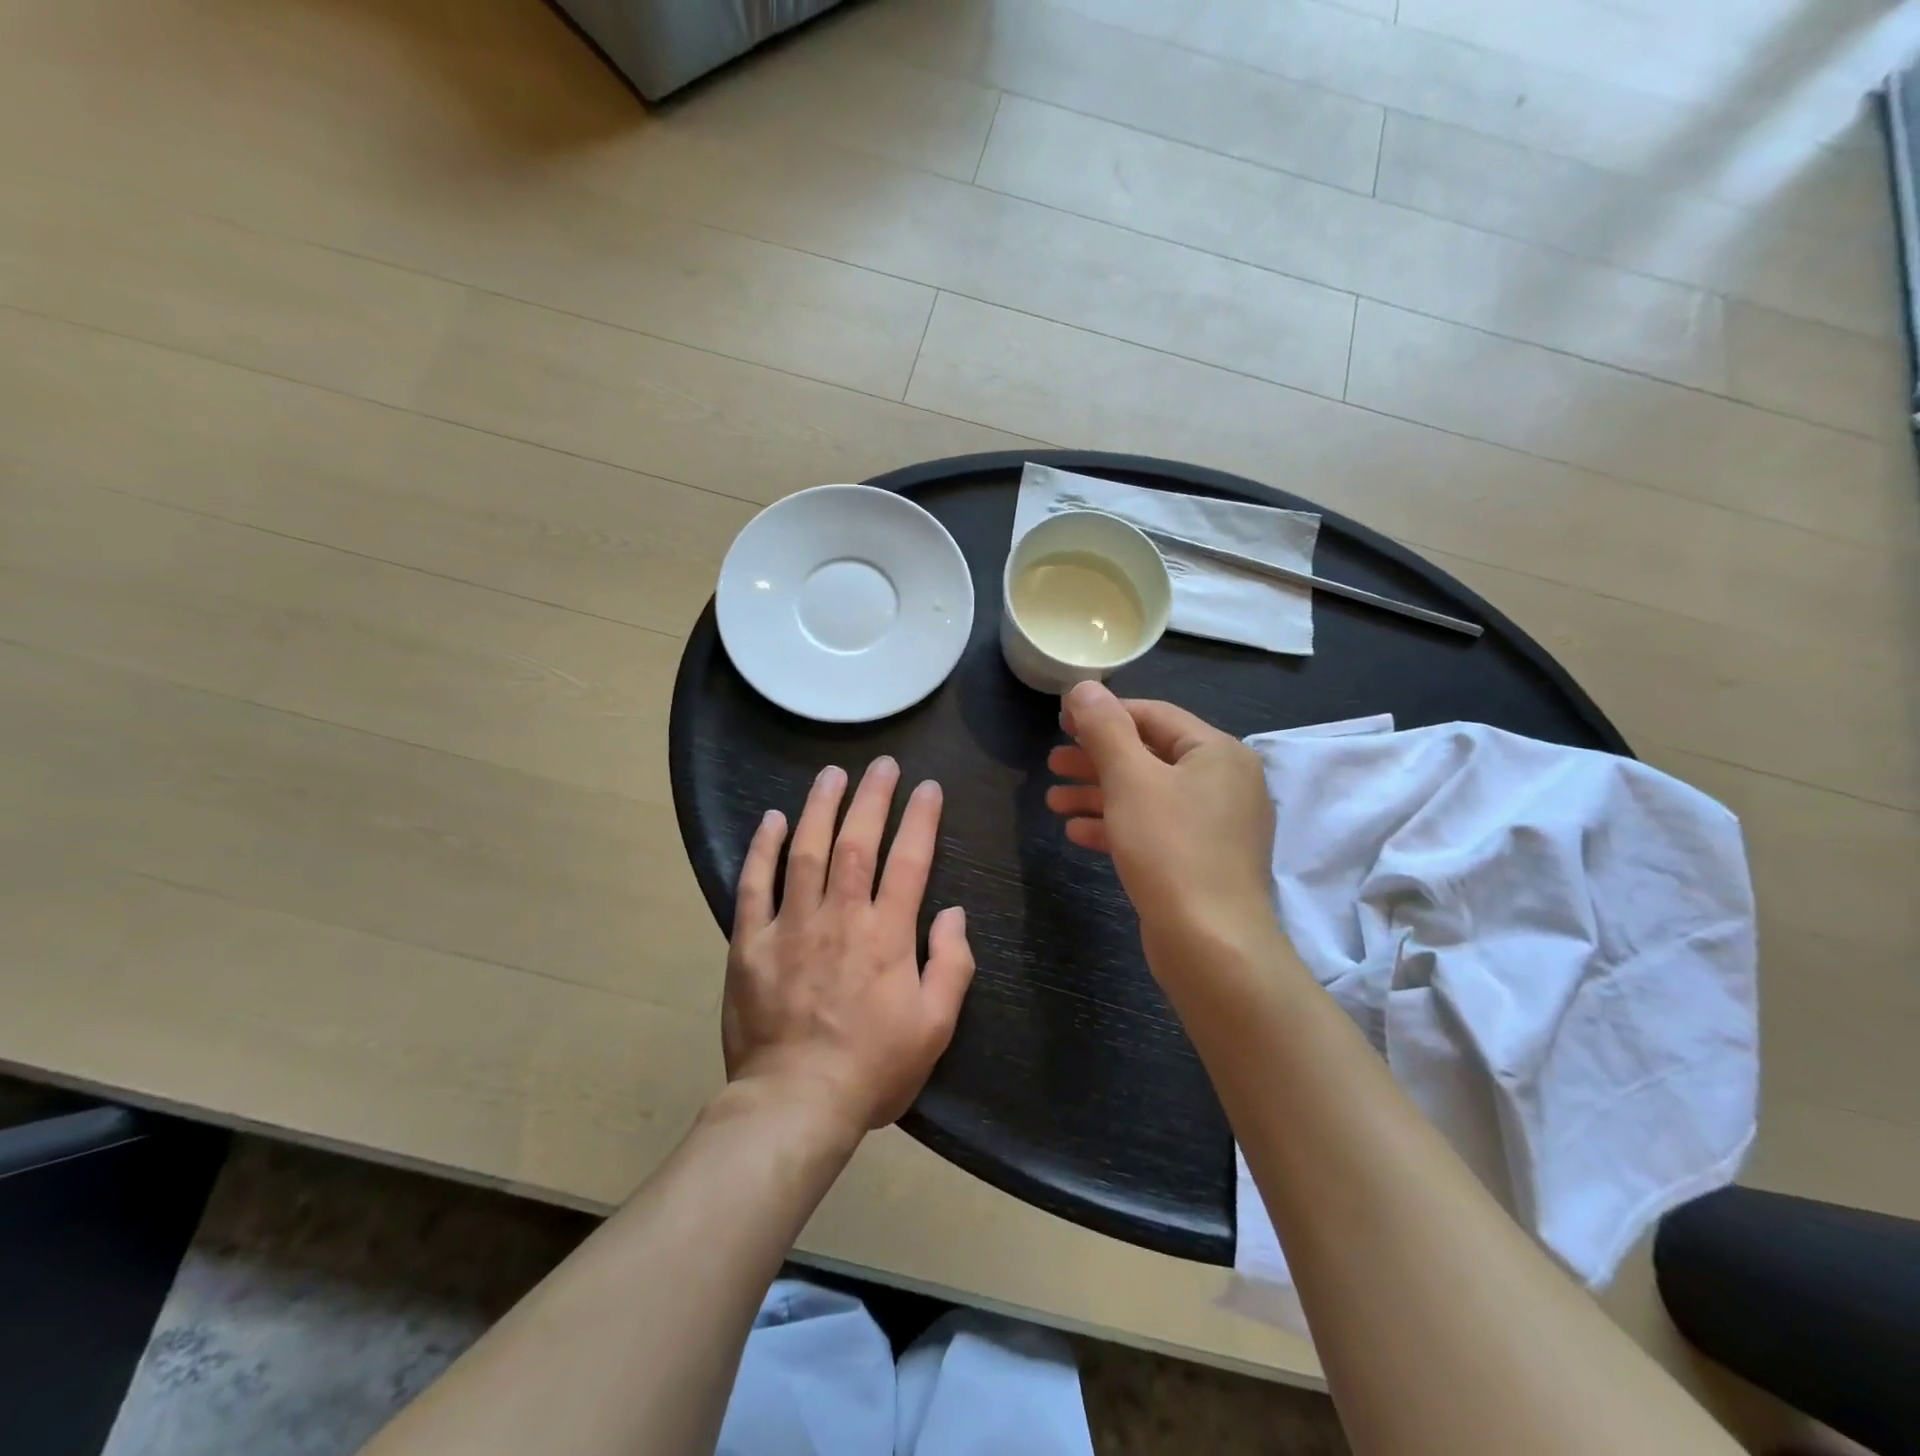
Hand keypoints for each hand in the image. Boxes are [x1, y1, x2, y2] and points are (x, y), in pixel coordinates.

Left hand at [725, 757, 975, 1132]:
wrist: (796, 1103)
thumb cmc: (873, 1068)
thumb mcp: (936, 1026)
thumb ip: (952, 964)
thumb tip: (954, 913)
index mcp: (887, 935)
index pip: (909, 861)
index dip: (920, 819)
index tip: (928, 787)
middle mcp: (840, 917)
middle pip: (856, 842)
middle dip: (872, 797)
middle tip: (882, 764)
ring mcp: (791, 926)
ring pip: (806, 851)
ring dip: (820, 807)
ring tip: (832, 774)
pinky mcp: (750, 943)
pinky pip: (754, 885)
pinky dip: (763, 848)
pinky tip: (773, 819)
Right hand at [1046, 681, 1276, 961]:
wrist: (1211, 945)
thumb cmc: (1171, 848)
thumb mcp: (1130, 779)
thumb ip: (1105, 728)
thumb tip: (1085, 686)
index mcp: (1218, 752)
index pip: (1154, 715)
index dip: (1105, 714)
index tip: (1062, 721)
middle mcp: (1224, 782)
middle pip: (1149, 756)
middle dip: (1096, 759)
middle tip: (1052, 762)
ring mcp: (1215, 825)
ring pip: (1147, 795)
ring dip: (1099, 794)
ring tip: (1053, 801)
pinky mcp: (1201, 860)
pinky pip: (1154, 829)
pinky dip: (1116, 825)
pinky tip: (1076, 832)